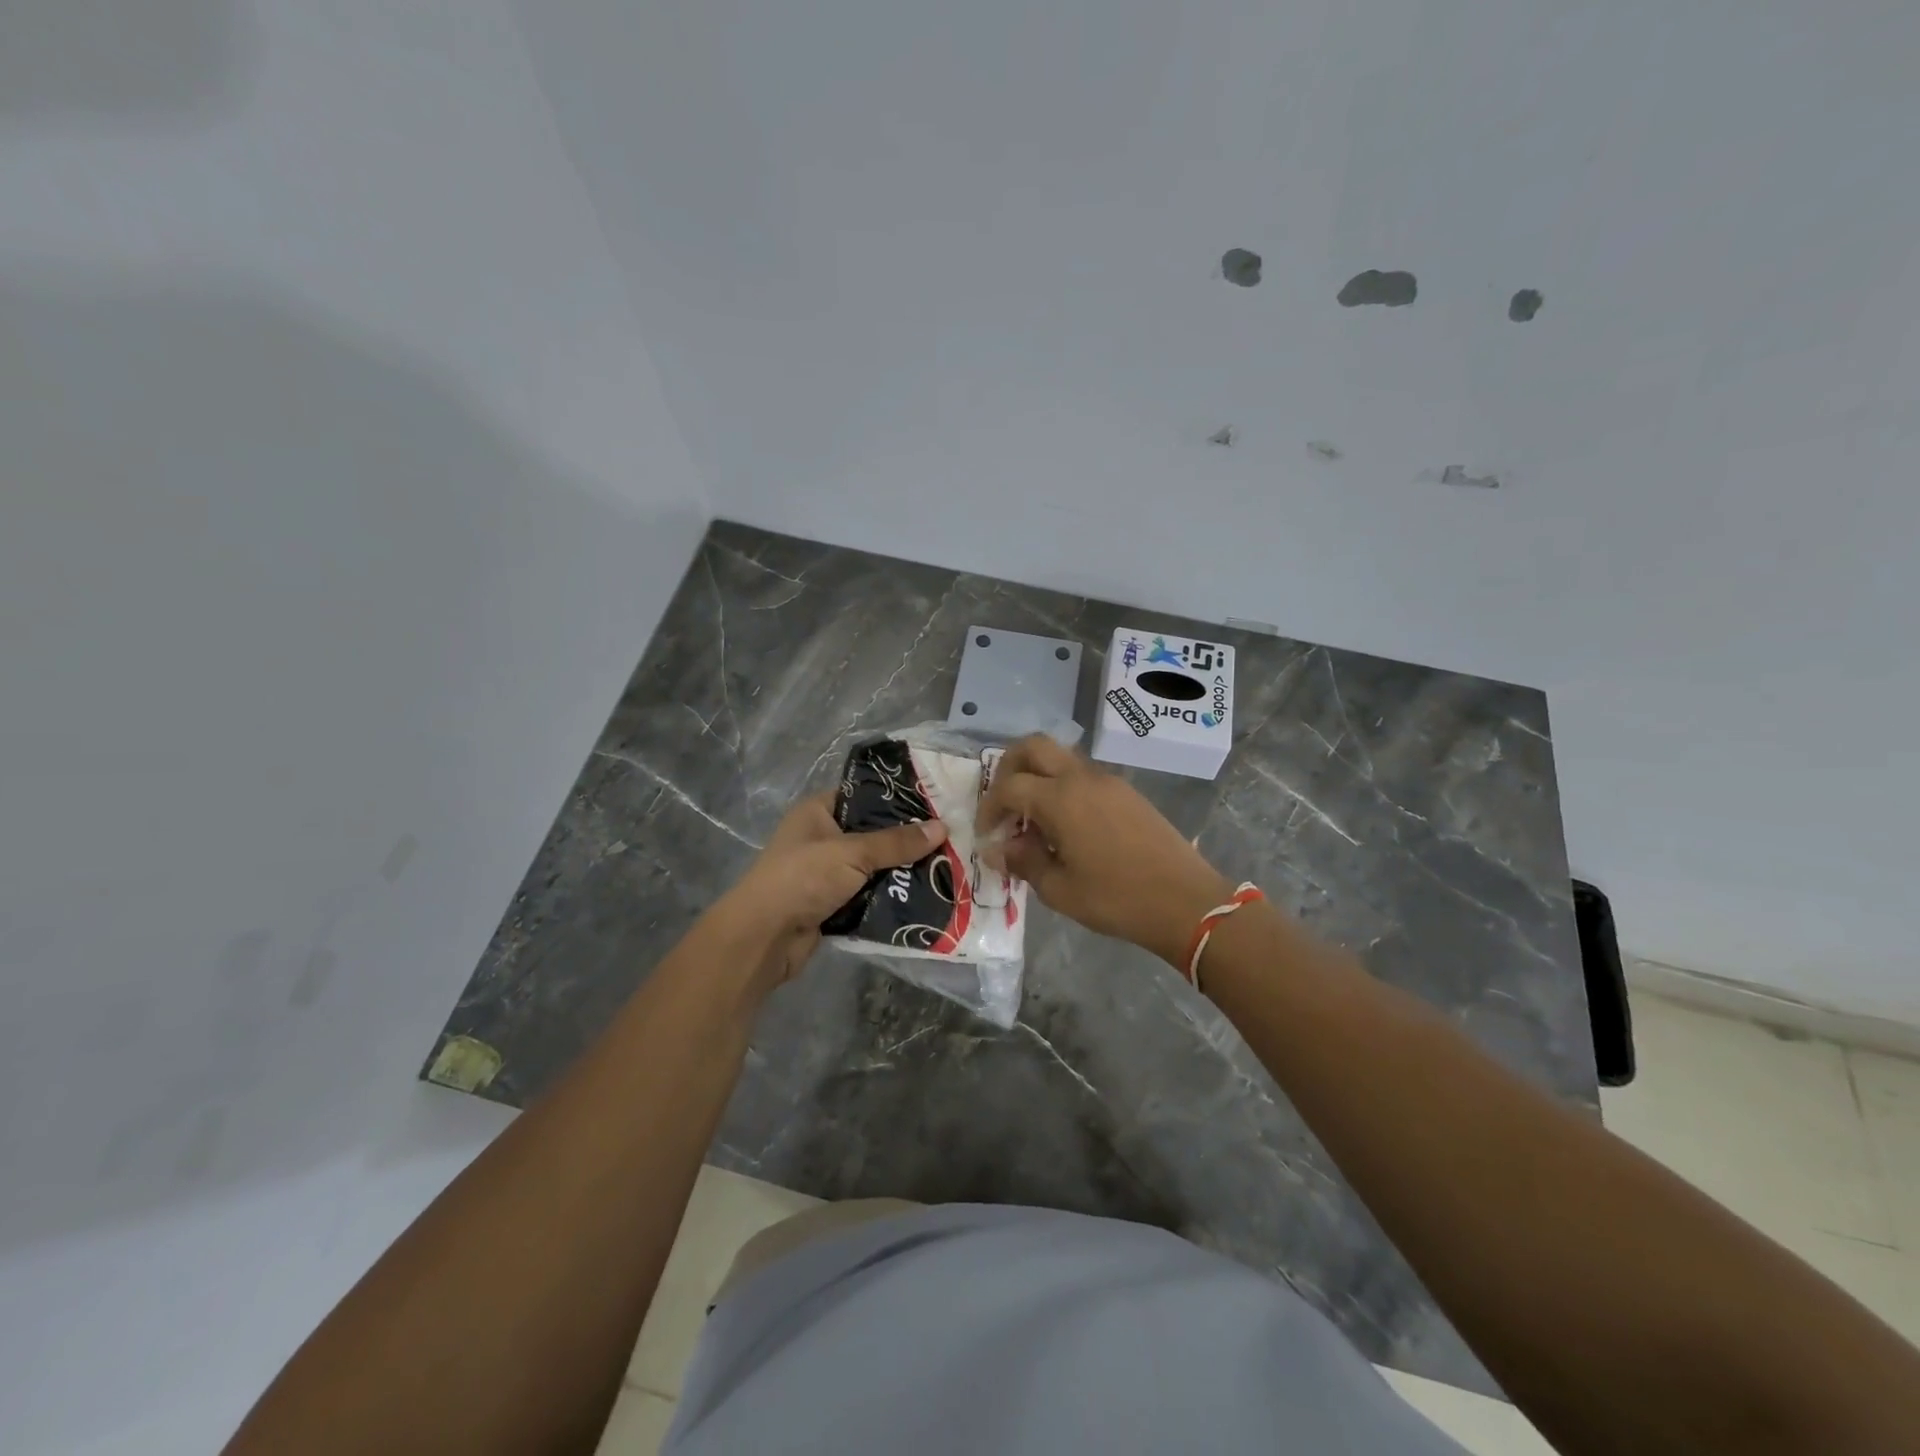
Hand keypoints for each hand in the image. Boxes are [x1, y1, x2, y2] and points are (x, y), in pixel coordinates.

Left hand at [707, 793, 948, 995]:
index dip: (897, 799)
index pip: (863, 795)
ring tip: (945, 867)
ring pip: (873, 867)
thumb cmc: (803, 878)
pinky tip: (924, 896)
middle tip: (949, 838)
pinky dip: (890, 897)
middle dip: (906, 840)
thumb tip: (942, 827)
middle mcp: (822, 838)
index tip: (935, 803)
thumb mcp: (852, 853)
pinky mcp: (833, 903)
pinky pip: (869, 895)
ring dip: (901, 871)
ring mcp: (826, 873)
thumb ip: (896, 842)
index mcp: (818, 811)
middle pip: (873, 834)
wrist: (764, 937)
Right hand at [976, 736, 1230, 967]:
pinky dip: (1063, 788)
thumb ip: (1023, 862)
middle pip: (1034, 747)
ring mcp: (1108, 781)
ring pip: (1061, 758)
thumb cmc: (1116, 899)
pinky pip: (1083, 775)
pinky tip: (1067, 827)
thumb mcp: (1059, 889)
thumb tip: (997, 849)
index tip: (988, 835)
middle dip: (1009, 768)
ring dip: (1038, 777)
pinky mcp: (1127, 792)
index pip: (1009, 786)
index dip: (990, 807)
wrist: (1186, 901)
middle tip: (1004, 803)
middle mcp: (1081, 778)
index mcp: (1060, 798)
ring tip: (1034, 821)